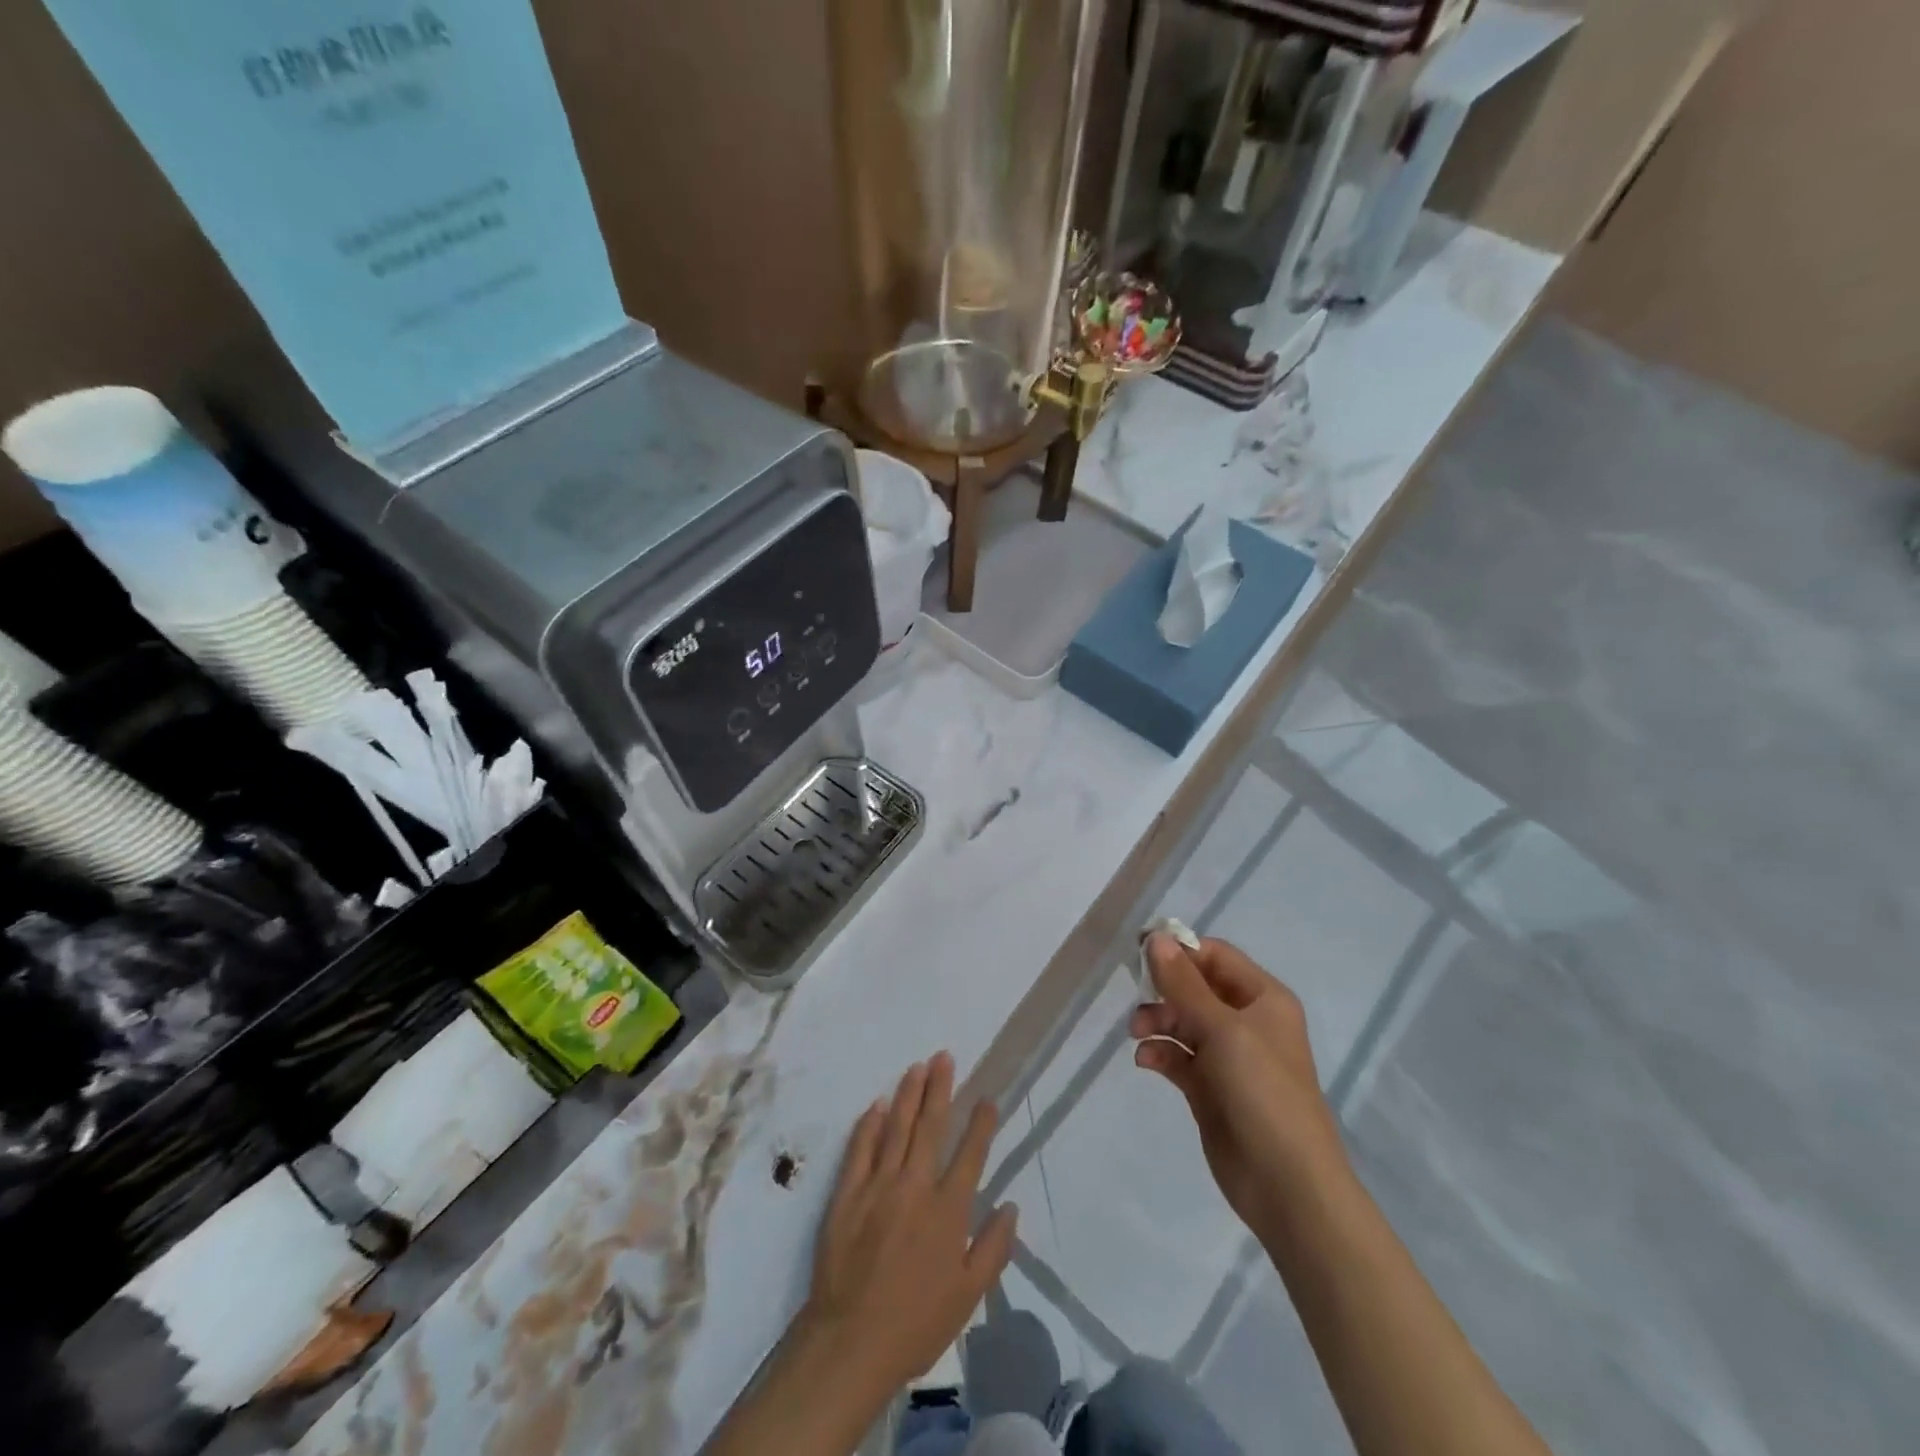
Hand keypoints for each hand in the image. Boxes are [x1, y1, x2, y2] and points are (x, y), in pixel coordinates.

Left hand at [801, 1053, 1018, 1393]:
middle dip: (940, 1089)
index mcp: (948, 1211)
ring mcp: (878, 1186)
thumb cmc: (916, 1323)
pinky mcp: (847, 1193)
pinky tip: (876, 1104)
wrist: (850, 1342)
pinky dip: (869, 1124)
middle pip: (930, 1127)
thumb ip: (993, 1248)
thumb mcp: (968, 1296)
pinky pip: (860, 1148)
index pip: (970, 1154)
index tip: (987, 1098)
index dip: (980, 1123)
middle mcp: (915, 1187)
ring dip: (908, 1094)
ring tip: (917, 1067)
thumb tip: (1011, 1206)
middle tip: (944, 1057)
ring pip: (896, 1127)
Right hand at [1131, 935, 1348, 1227]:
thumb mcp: (1222, 1029)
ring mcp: (1228, 1057)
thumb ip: (1184, 984)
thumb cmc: (1262, 1092)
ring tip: (1137, 1034)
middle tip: (1135, 996)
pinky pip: (1179, 1057)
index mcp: (1263, 999)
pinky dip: (1160, 1054)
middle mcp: (1247, 1022)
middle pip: (1196, 988)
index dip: (1180, 950)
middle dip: (1164, 989)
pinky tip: (1146, 1061)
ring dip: (1157, 1021)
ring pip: (1183, 1022)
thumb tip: (1156, 938)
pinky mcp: (1210, 1089)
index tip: (1139, 951)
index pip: (1216, 957)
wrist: (1287, 1185)